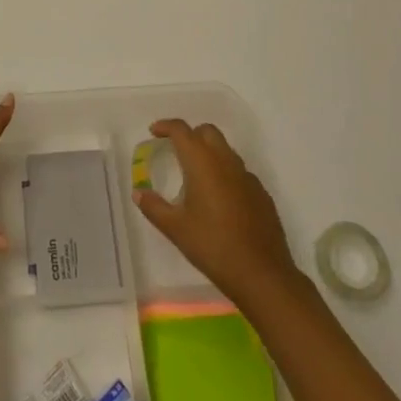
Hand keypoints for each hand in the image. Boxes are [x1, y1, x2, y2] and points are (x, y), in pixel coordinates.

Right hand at [132, 118, 300, 305]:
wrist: (262, 275)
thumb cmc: (213, 246)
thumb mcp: (176, 229)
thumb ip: (154, 207)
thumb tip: (138, 192)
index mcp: (202, 162)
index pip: (181, 130)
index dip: (166, 126)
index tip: (154, 132)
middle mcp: (226, 161)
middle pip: (207, 132)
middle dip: (190, 135)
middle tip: (176, 152)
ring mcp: (247, 177)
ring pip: (225, 150)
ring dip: (209, 153)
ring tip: (196, 178)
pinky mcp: (261, 194)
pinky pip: (239, 173)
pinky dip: (226, 174)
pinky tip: (220, 201)